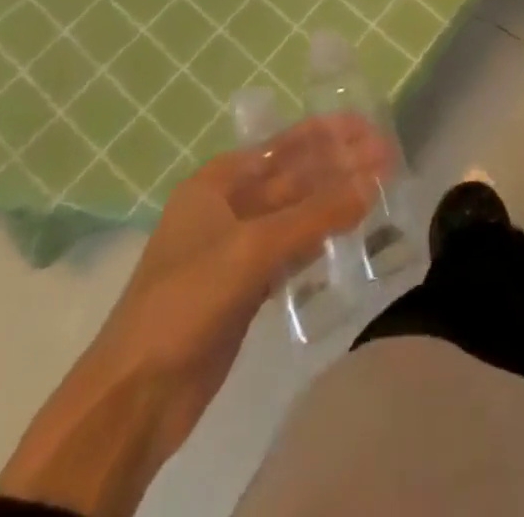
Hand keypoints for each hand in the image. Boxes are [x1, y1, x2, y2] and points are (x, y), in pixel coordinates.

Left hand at [0, 115, 392, 516]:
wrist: (135, 396)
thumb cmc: (186, 301)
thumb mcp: (252, 248)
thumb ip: (315, 215)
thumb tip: (372, 182)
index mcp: (216, 183)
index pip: (282, 146)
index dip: (327, 134)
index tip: (369, 127)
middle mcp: (227, 208)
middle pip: (293, 178)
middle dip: (338, 167)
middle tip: (388, 158)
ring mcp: (235, 250)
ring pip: (296, 215)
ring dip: (334, 203)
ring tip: (380, 192)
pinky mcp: (245, 288)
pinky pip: (291, 251)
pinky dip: (320, 240)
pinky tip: (351, 235)